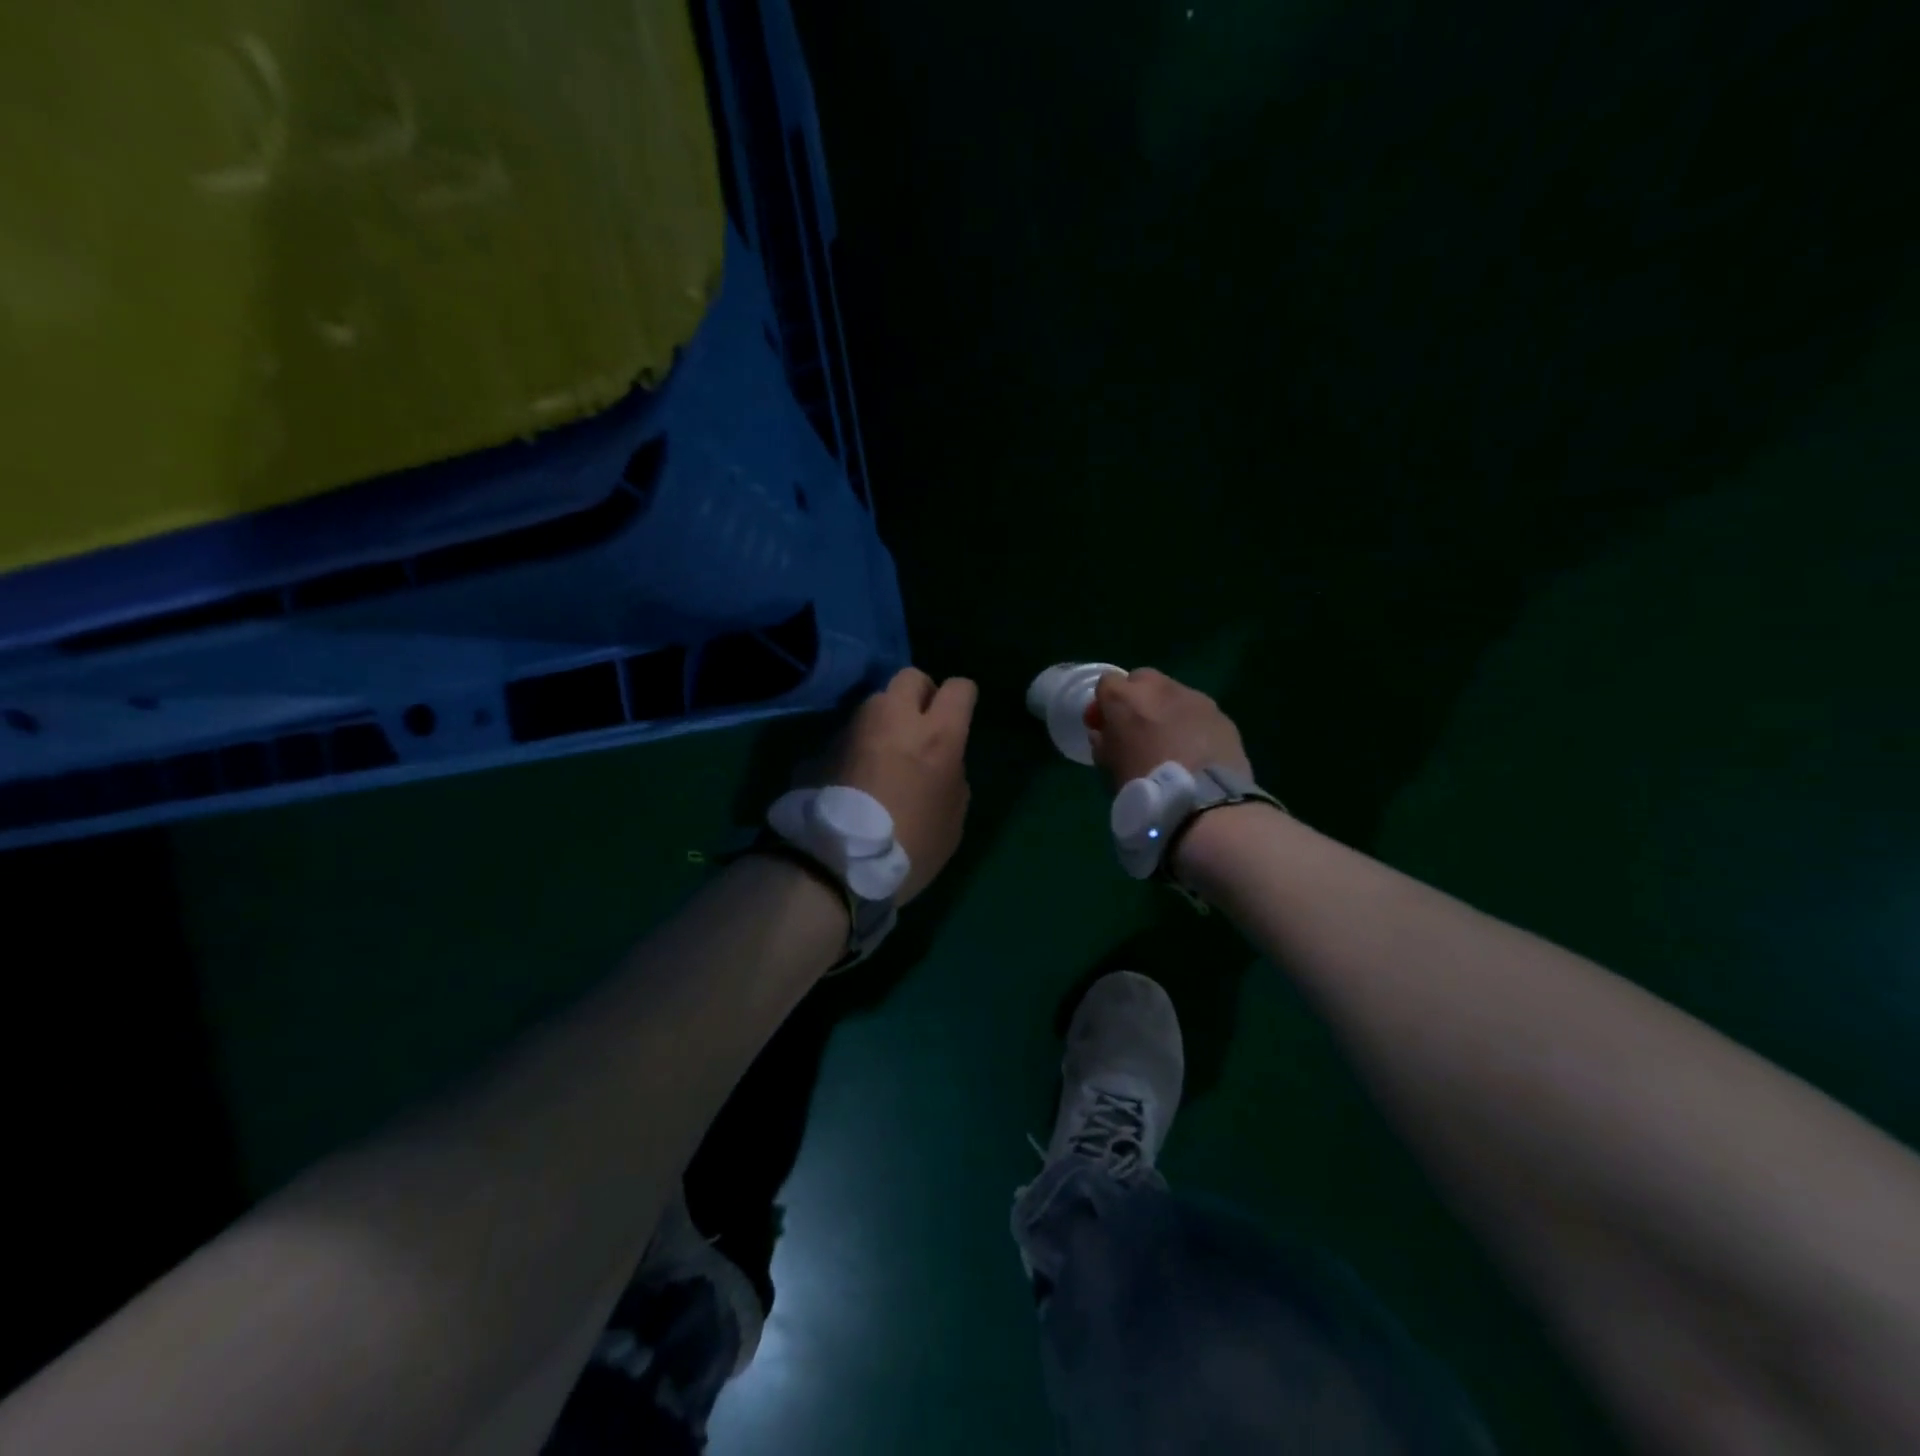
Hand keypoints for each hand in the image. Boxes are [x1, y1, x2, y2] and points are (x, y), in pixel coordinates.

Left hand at [820, 666, 976, 902]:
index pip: (959, 688)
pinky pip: (848, 736)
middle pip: (910, 678)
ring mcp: (853, 730)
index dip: (962, 699)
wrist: (838, 864)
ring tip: (883, 755)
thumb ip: (952, 777)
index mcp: (936, 736)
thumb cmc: (911, 846)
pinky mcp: (823, 747)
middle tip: (920, 726)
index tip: (959, 717)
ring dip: (884, 721)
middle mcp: (893, 719)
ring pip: (874, 704)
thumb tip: (943, 763)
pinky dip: (856, 748)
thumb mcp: (953, 820)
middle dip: (920, 694)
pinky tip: (855, 779)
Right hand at [1087, 668, 1251, 786]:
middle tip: (1137, 728)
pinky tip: (1195, 750)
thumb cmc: (1144, 785)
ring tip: (1170, 742)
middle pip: (1142, 679)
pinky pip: (1198, 712)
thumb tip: (1103, 734)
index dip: (1104, 704)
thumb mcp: (1109, 769)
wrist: (1203, 803)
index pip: (1106, 682)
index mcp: (1124, 699)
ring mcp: (1194, 698)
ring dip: (1166, 710)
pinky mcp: (1221, 714)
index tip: (1105, 726)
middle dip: (1137, 698)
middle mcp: (1159, 688)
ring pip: (1173, 693)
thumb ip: (1103, 743)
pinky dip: (1192, 724)